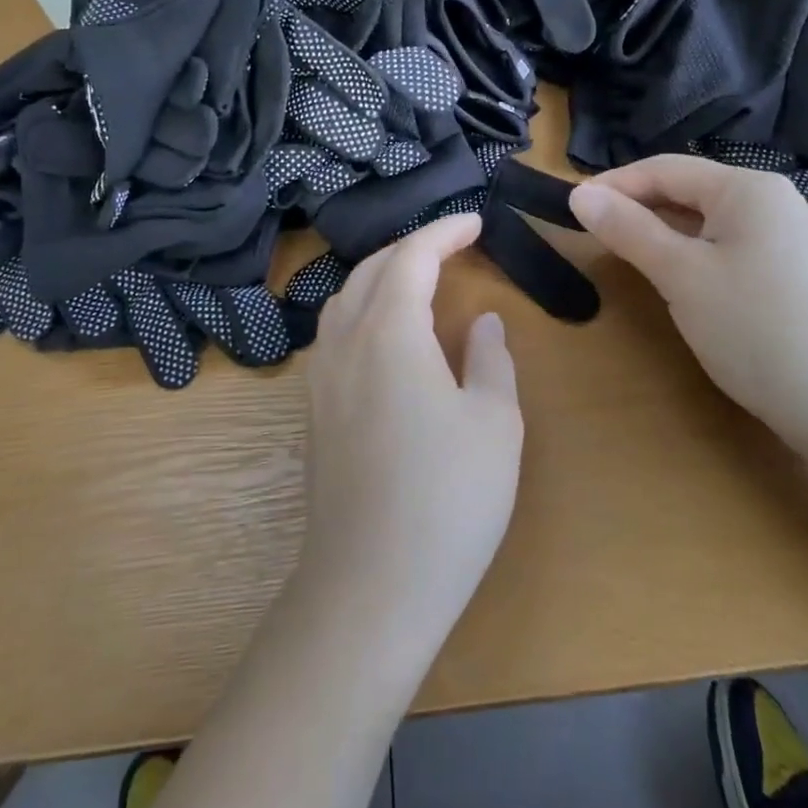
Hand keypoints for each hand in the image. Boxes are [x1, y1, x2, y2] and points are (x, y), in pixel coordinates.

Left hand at [296, 214, 522, 654]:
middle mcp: (344, 341)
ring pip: (343, 299)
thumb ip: (491, 360)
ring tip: (418, 282)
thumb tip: (483, 323)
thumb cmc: (447, 499)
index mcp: (389, 331)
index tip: (475, 222)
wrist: (370, 585)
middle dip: (410, 248)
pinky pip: (334, 333)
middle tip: (450, 247)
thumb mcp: (495, 423)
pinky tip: (386, 337)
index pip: (411, 257)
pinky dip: (362, 311)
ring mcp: (320, 377)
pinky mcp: (313, 410)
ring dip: (380, 277)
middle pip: (370, 270)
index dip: (443, 232)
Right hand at [569, 156, 807, 456]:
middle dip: (637, 205)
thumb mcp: (680, 275)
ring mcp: (787, 233)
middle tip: (591, 231)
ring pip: (706, 218)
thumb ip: (628, 229)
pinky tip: (675, 274)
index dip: (614, 184)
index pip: (665, 169)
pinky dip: (691, 249)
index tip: (571, 207)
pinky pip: (727, 242)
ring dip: (661, 229)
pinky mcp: (791, 267)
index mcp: (748, 188)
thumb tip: (578, 193)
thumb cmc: (755, 330)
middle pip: (687, 189)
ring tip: (623, 250)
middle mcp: (772, 199)